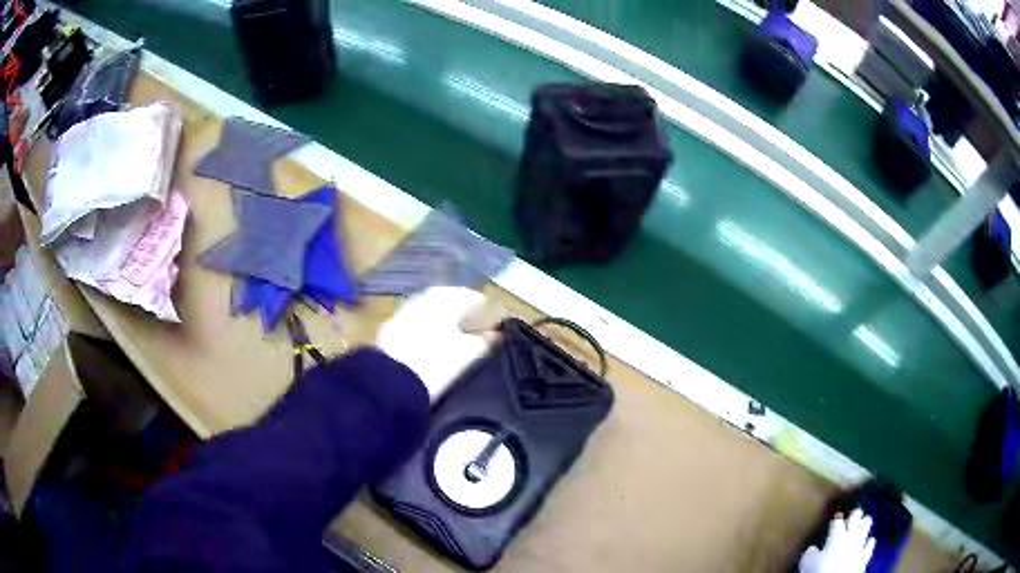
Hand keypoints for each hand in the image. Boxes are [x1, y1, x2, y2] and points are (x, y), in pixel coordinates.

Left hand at [376, 287, 495, 402]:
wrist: (391, 384)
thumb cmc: (437, 364)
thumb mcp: (469, 354)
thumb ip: (485, 342)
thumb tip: (494, 335)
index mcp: (444, 298)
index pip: (471, 297)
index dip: (485, 311)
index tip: (496, 325)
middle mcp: (422, 299)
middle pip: (448, 303)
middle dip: (464, 315)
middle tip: (477, 332)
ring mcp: (402, 313)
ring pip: (429, 314)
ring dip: (444, 323)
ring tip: (456, 341)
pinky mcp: (389, 331)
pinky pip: (415, 326)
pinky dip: (426, 333)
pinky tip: (432, 348)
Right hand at [799, 510, 876, 572]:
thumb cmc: (819, 570)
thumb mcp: (807, 562)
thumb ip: (810, 553)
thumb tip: (813, 549)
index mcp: (836, 535)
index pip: (837, 522)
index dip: (837, 518)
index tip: (837, 515)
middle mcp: (850, 536)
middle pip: (856, 520)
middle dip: (856, 514)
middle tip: (857, 511)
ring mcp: (860, 545)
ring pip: (866, 530)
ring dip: (866, 524)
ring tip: (867, 519)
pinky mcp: (864, 557)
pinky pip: (869, 547)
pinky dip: (870, 543)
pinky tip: (871, 540)